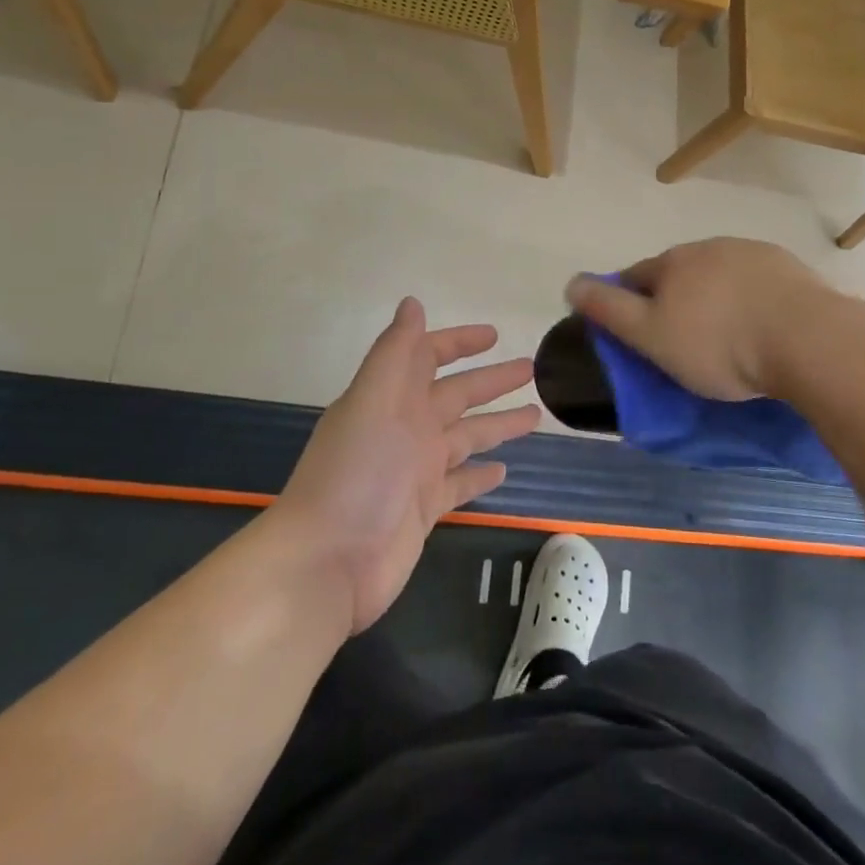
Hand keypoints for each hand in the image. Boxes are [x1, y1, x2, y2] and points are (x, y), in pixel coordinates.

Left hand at [274, 298, 538, 633]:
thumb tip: (413, 302)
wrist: (328, 562)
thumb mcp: (373, 401)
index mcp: (392, 398)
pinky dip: (480, 476)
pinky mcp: (424, 509)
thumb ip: (395, 352)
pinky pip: (460, 484)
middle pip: (457, 395)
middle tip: (533, 369)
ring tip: (536, 414)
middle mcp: (406, 428)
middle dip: (492, 380)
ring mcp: (416, 470)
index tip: (495, 335)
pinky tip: (504, 470)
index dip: (458, 342)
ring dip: (497, 424)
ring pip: (466, 437)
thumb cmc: (355, 473)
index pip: (428, 357)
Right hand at [564, 238, 831, 399]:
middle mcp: (709, 247)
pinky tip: (761, 325)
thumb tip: (570, 282)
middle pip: (679, 272)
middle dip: (674, 297)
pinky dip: (750, 299)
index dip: (629, 301)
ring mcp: (752, 253)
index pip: (636, 276)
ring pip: (719, 274)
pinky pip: (756, 282)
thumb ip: (608, 309)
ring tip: (726, 335)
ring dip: (714, 296)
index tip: (635, 331)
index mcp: (672, 263)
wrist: (806, 339)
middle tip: (682, 339)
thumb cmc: (718, 344)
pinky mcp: (789, 267)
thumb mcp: (650, 335)